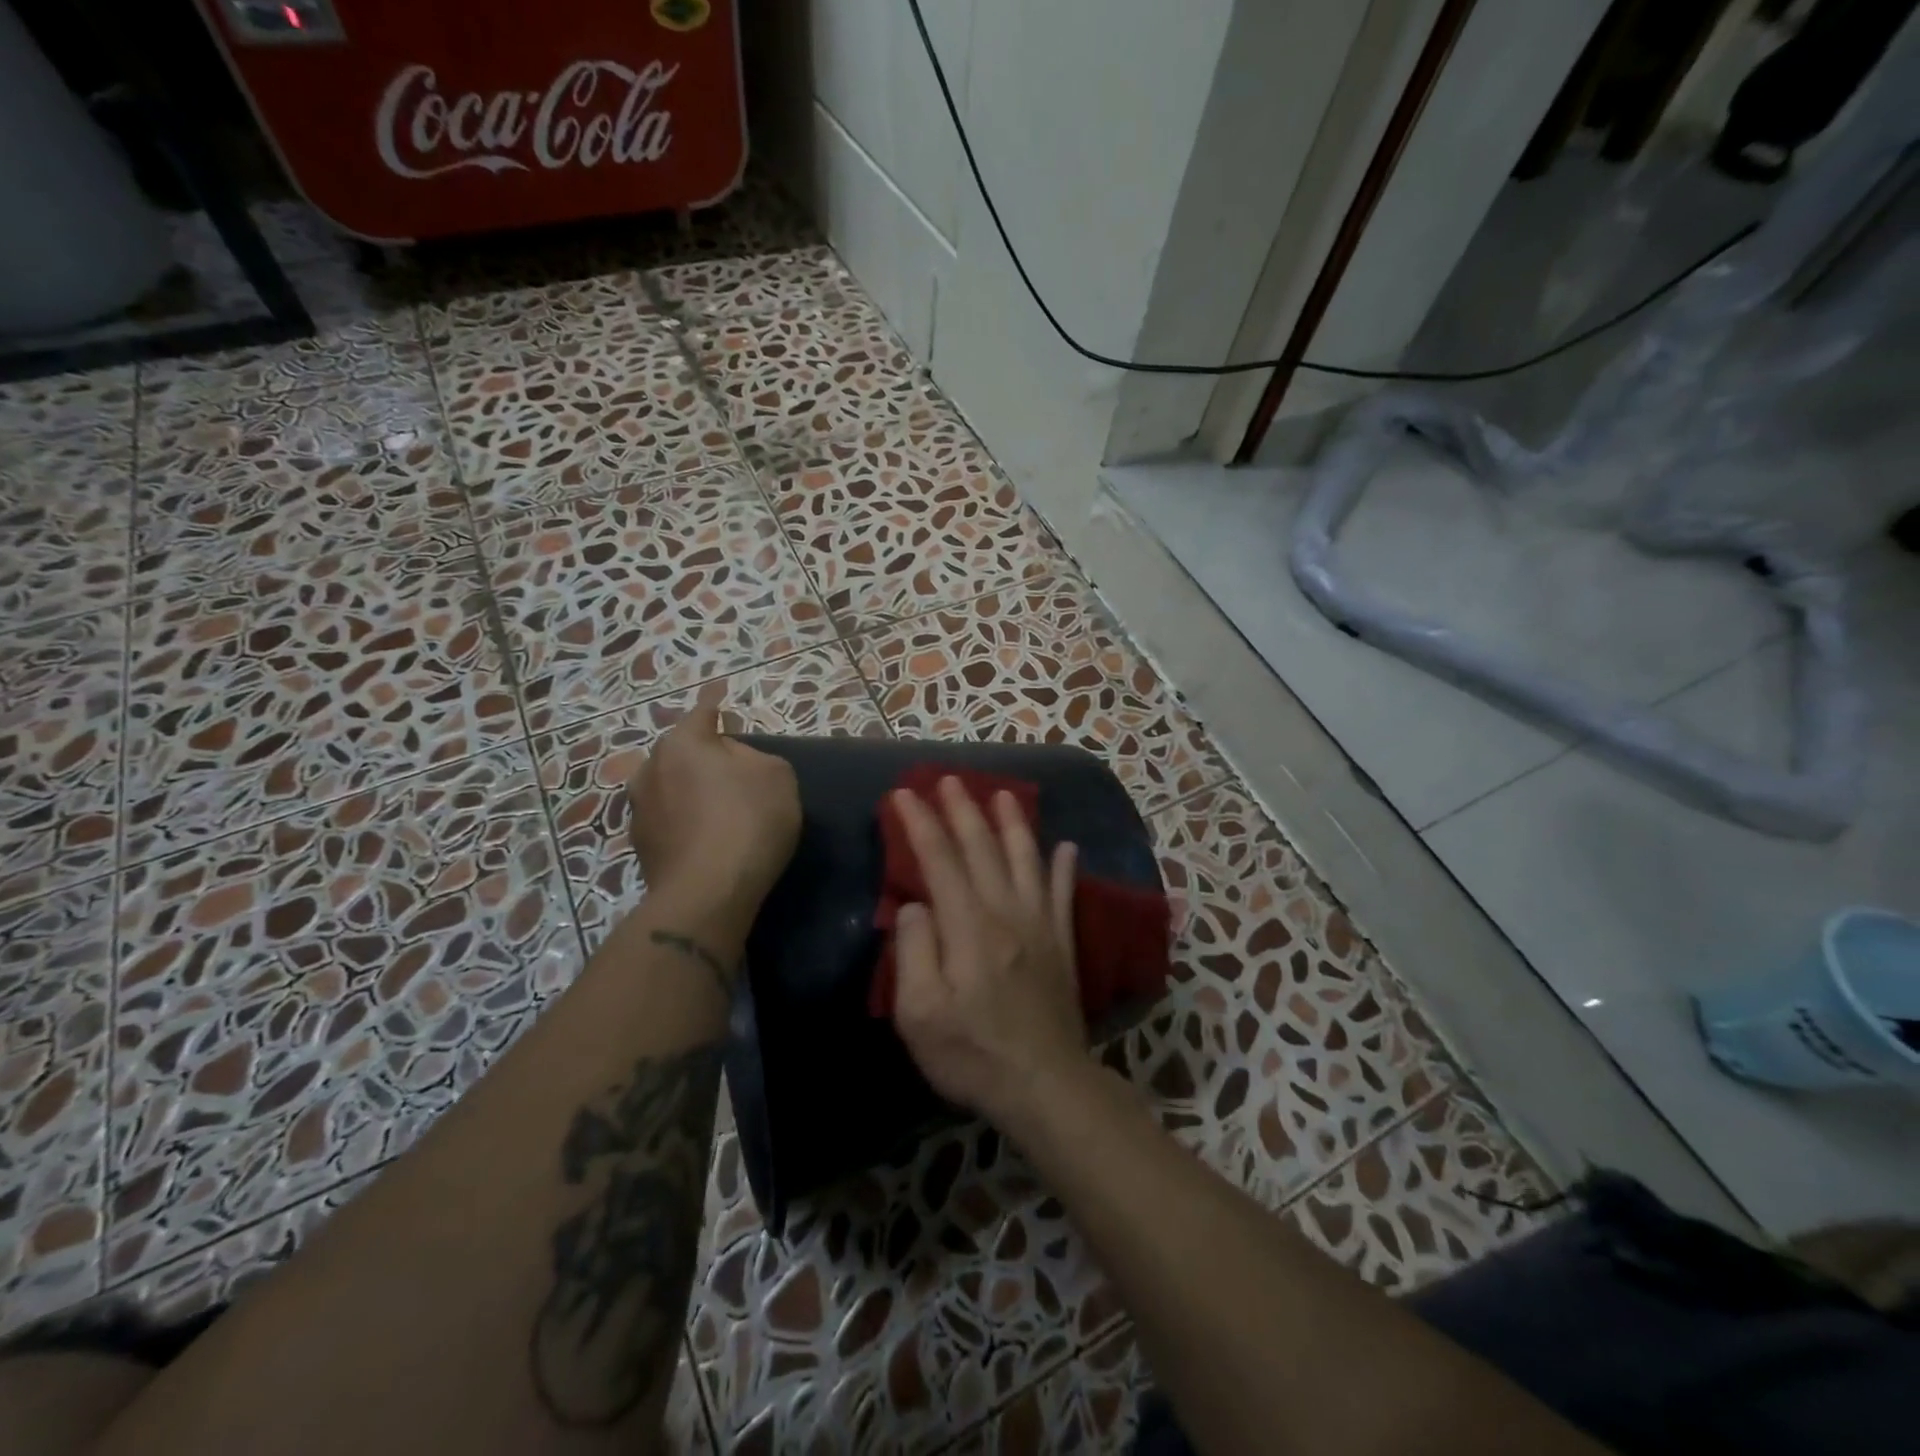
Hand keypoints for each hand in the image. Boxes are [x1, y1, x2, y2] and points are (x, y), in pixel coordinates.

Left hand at [627, 682, 800, 915]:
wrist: (708, 892)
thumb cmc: (748, 820)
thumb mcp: (776, 776)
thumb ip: (754, 757)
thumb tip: (731, 763)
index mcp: (682, 743)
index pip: (703, 712)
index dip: (715, 703)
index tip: (717, 694)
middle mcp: (650, 769)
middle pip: (682, 753)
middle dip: (702, 756)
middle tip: (731, 769)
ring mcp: (639, 810)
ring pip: (671, 788)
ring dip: (690, 791)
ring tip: (718, 808)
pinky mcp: (641, 847)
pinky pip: (670, 821)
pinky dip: (686, 822)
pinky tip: (707, 838)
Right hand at [890, 778, 1087, 1129]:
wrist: (1044, 1084)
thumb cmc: (972, 1053)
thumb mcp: (919, 1013)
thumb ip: (914, 951)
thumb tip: (916, 906)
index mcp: (968, 926)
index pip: (939, 859)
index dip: (920, 823)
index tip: (904, 794)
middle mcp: (1006, 912)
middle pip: (982, 848)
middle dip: (963, 809)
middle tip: (949, 779)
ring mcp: (1040, 925)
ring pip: (1026, 859)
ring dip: (1013, 823)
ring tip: (1004, 793)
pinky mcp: (1063, 943)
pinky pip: (1064, 893)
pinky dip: (1064, 867)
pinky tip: (1066, 846)